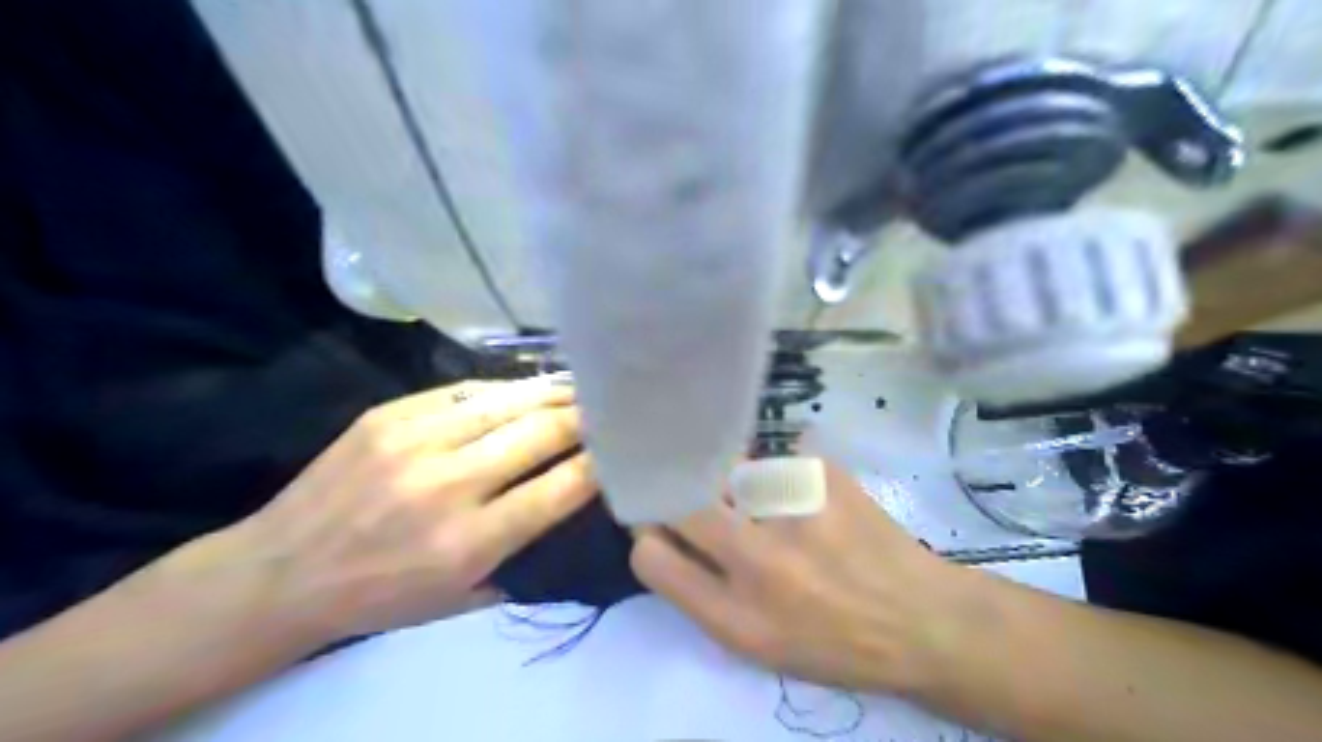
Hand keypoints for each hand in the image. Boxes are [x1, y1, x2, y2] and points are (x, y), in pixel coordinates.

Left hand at [218, 379, 590, 645]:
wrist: (280, 573)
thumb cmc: (380, 596)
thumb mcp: (462, 599)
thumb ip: (524, 553)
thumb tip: (569, 503)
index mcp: (471, 541)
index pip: (562, 487)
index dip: (601, 463)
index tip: (622, 449)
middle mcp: (450, 484)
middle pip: (542, 433)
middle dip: (585, 417)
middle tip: (610, 407)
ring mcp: (416, 440)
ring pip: (508, 401)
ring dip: (552, 393)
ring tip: (579, 387)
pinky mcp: (389, 414)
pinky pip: (464, 391)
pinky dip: (503, 390)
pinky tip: (523, 389)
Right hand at [629, 464, 967, 695]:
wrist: (923, 621)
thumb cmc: (834, 643)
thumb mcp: (758, 646)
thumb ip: (703, 593)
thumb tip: (663, 535)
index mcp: (736, 618)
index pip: (652, 557)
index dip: (649, 536)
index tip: (660, 526)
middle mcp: (759, 561)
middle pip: (680, 501)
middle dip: (676, 494)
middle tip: (695, 496)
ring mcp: (794, 509)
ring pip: (726, 471)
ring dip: (733, 483)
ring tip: (772, 507)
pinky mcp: (822, 473)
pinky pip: (775, 458)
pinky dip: (780, 476)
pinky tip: (809, 500)